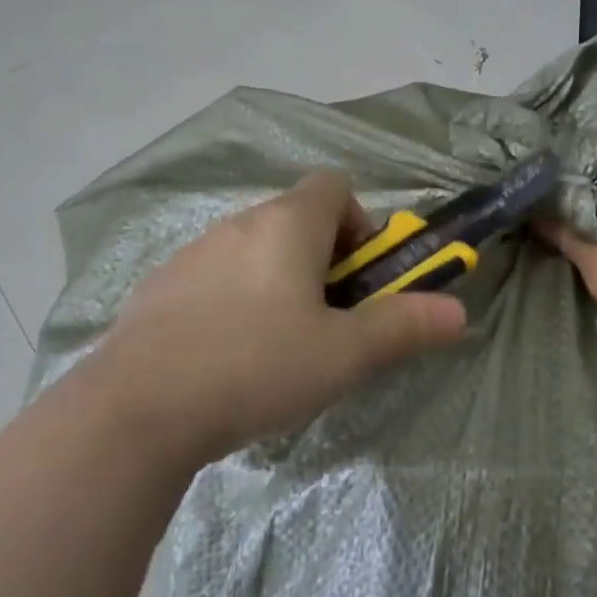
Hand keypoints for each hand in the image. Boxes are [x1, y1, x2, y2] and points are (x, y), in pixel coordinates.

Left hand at [93, 172, 466, 466]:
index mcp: (287, 225)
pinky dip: (236, 301)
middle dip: (325, 261)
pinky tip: (228, 358)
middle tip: (330, 321)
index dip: (360, 223)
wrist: (136, 410)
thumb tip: (459, 312)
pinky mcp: (159, 288)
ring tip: (279, 347)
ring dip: (280, 282)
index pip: (334, 186)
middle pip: (296, 220)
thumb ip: (404, 327)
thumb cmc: (256, 368)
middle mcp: (238, 224)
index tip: (361, 277)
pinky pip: (216, 279)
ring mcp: (192, 254)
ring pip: (254, 251)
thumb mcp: (344, 355)